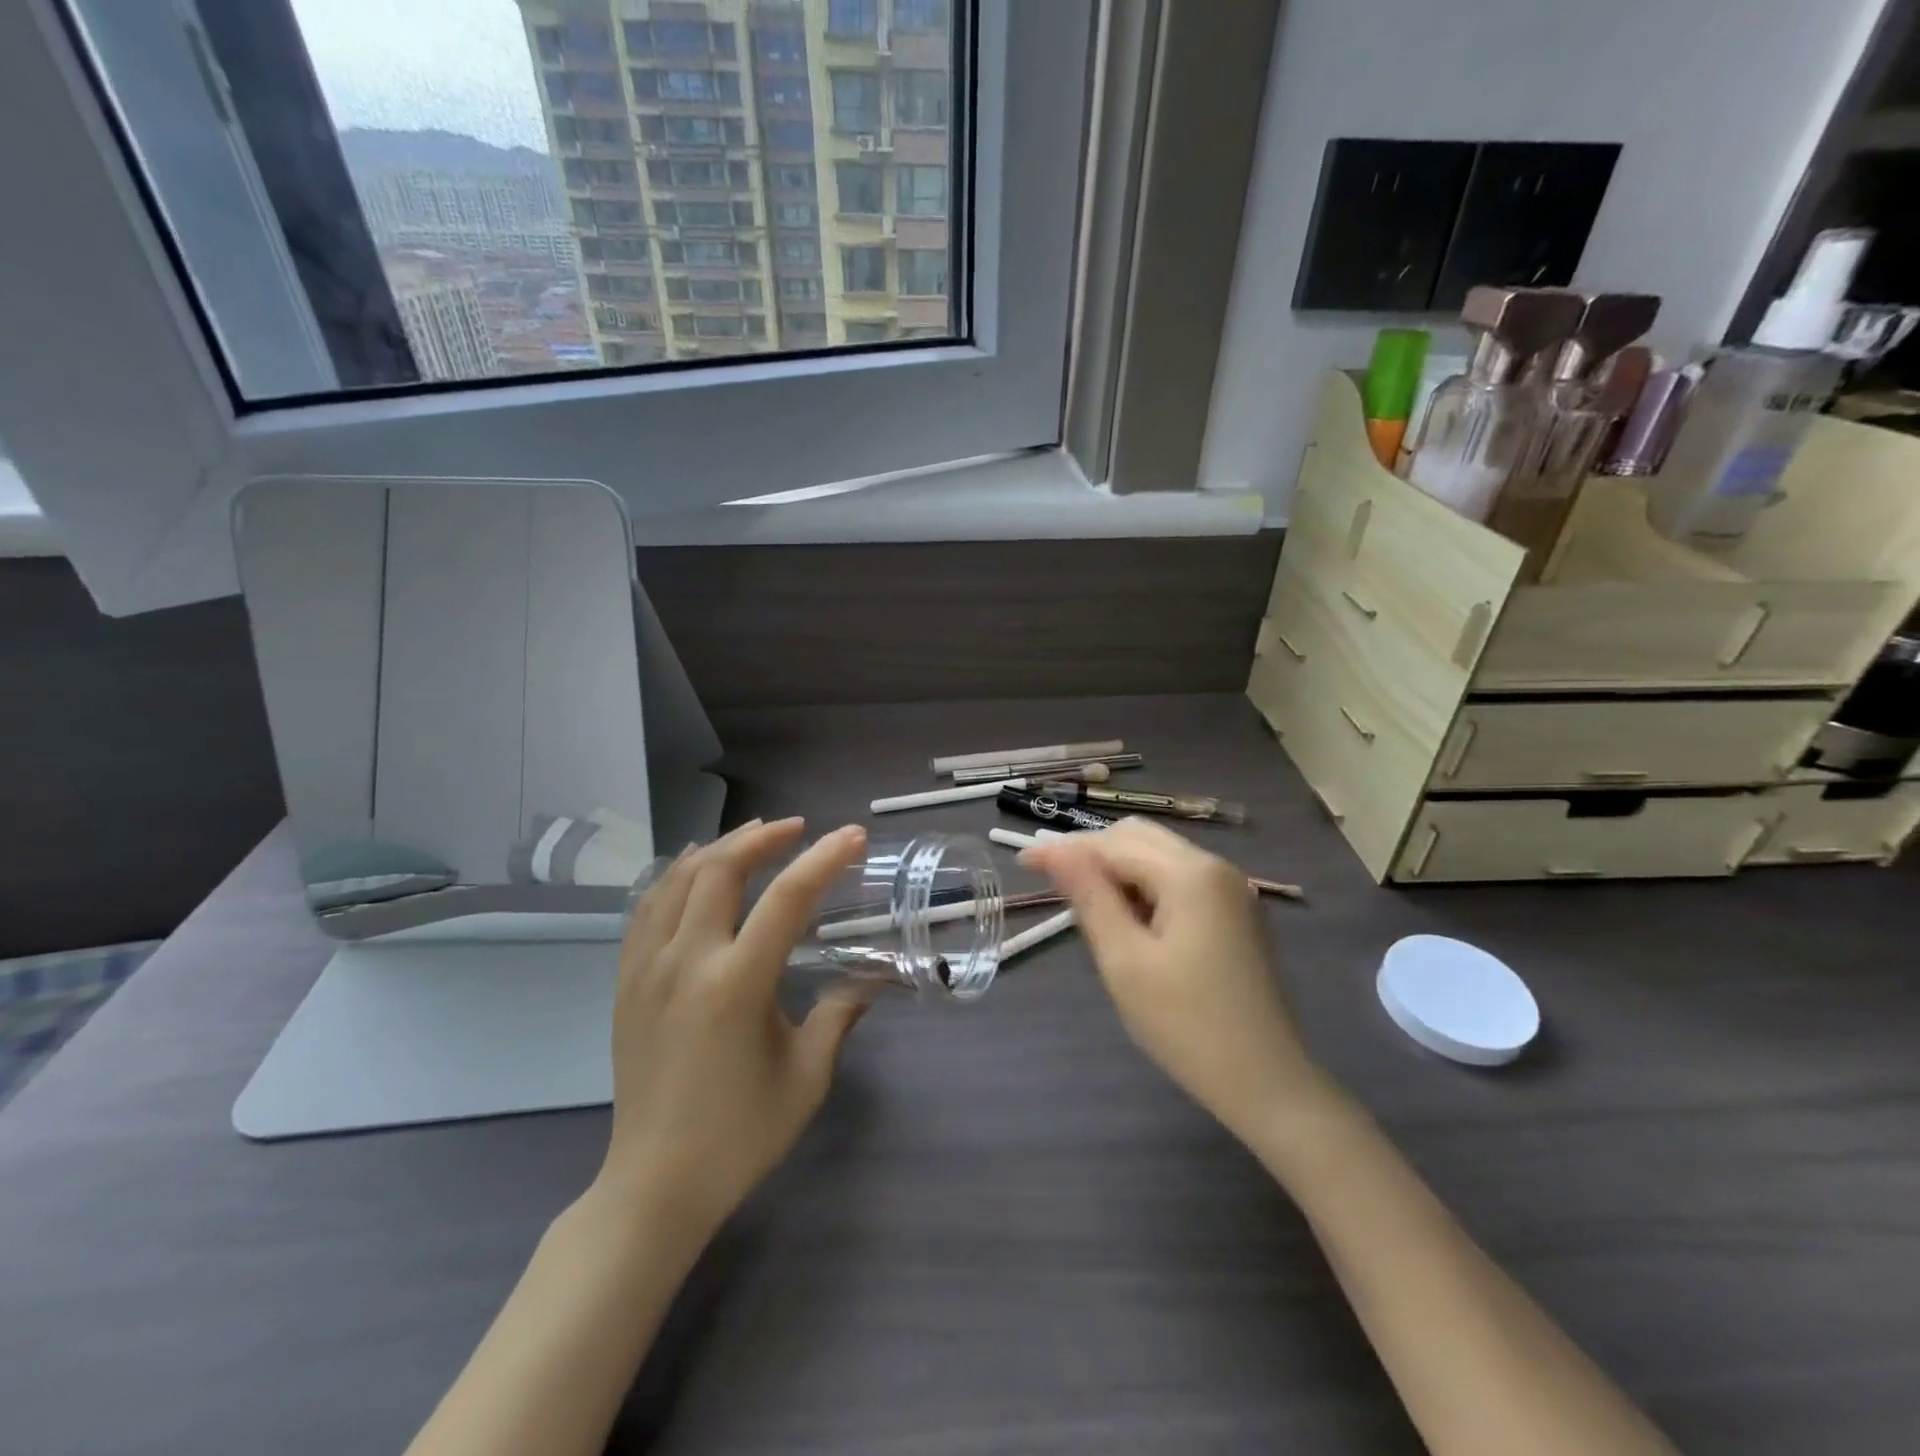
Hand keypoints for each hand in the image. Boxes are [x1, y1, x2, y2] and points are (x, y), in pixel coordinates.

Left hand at [592, 818, 869, 1241]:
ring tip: (753, 836)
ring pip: (677, 879)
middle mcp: (686, 962)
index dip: (824, 859)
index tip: (852, 835)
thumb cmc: (740, 1135)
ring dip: (718, 848)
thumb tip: (867, 980)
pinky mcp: (626, 982)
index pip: (787, 899)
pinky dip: (674, 875)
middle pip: (720, 870)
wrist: (654, 1185)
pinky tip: (693, 868)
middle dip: (763, 838)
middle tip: (797, 829)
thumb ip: (838, 1016)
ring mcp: (646, 969)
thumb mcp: (806, 1077)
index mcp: (737, 985)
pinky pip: (646, 907)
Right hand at [1024, 818, 1330, 1143]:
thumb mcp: (1125, 961)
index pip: (1112, 844)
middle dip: (1092, 853)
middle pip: (1138, 838)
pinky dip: (1145, 886)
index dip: (1064, 850)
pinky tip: (1128, 919)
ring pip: (1159, 856)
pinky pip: (1179, 879)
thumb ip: (1089, 897)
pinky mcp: (1236, 912)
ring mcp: (1231, 889)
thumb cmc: (1186, 1025)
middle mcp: (1215, 867)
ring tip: (1086, 906)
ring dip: (1118, 870)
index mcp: (1190, 874)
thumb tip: (1056, 851)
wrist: (1268, 1083)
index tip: (1022, 864)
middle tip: (1054, 885)